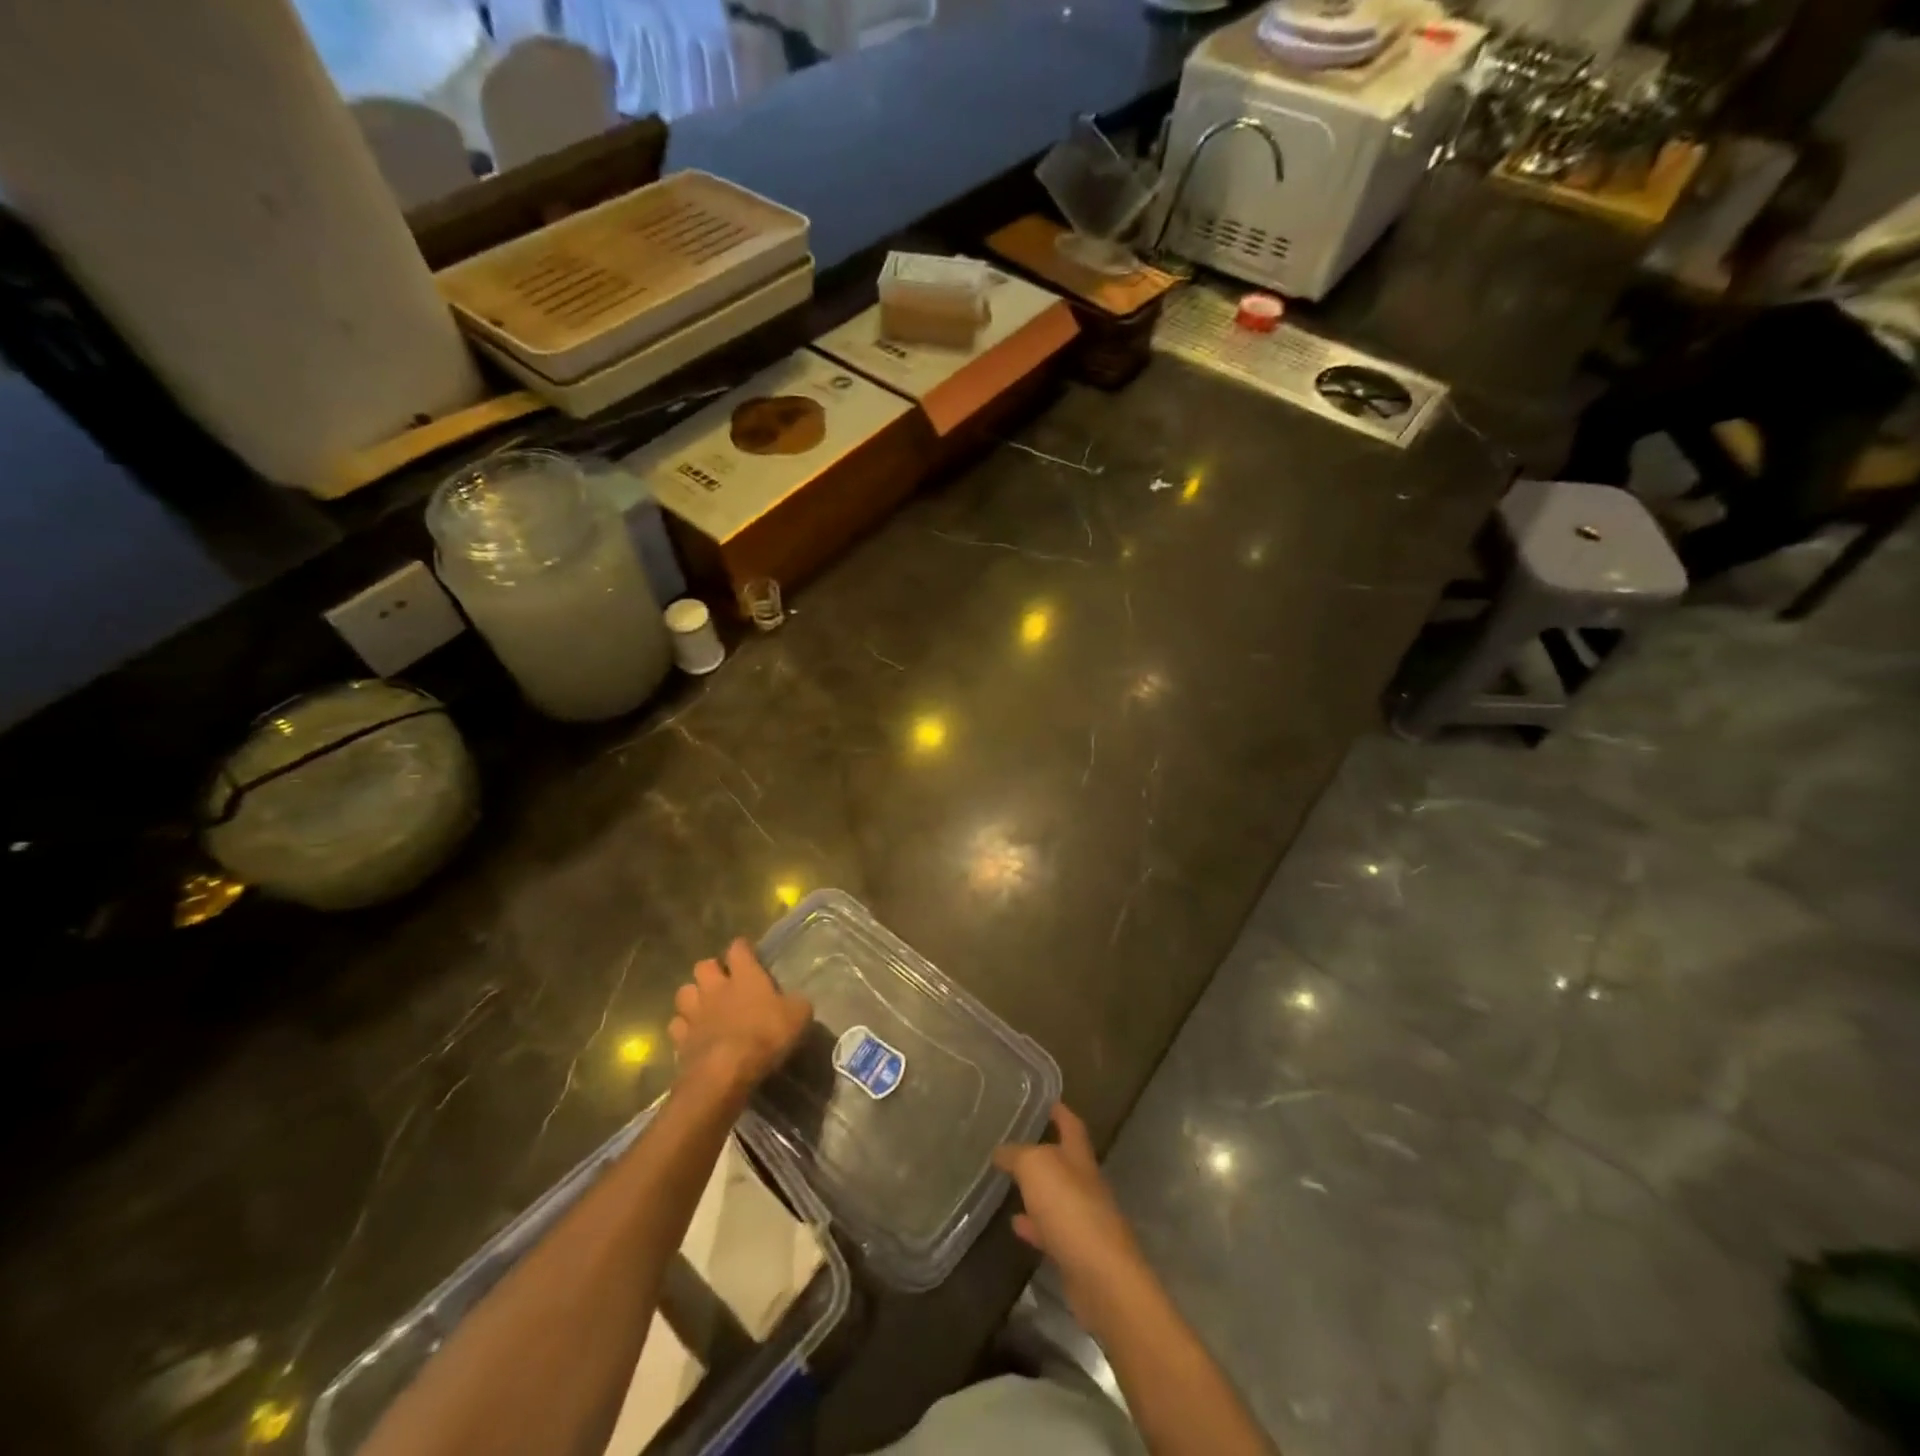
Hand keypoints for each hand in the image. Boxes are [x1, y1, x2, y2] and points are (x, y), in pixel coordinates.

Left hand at [669, 939, 811, 1097]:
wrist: (726, 1072)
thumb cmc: (766, 1035)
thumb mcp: (798, 1016)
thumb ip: (796, 1004)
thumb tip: (796, 1002)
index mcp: (745, 976)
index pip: (738, 949)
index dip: (742, 948)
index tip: (747, 953)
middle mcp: (716, 988)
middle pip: (704, 965)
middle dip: (711, 970)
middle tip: (723, 981)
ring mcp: (695, 1013)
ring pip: (684, 992)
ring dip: (693, 996)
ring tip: (703, 1006)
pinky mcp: (681, 1040)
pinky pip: (677, 1025)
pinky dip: (684, 1027)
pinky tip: (693, 1034)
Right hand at [994, 1104, 1149, 1328]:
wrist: (1102, 1278)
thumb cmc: (1070, 1209)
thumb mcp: (1036, 1167)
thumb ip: (1017, 1155)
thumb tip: (1000, 1152)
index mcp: (1079, 1157)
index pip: (1071, 1125)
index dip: (1060, 1112)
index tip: (1047, 1101)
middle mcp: (1085, 1184)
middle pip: (1064, 1161)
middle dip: (1044, 1151)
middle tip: (1015, 1143)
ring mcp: (1082, 1219)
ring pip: (1055, 1196)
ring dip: (1035, 1190)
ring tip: (1008, 1183)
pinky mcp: (1076, 1252)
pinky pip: (1049, 1230)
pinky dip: (1033, 1225)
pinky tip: (1014, 1224)